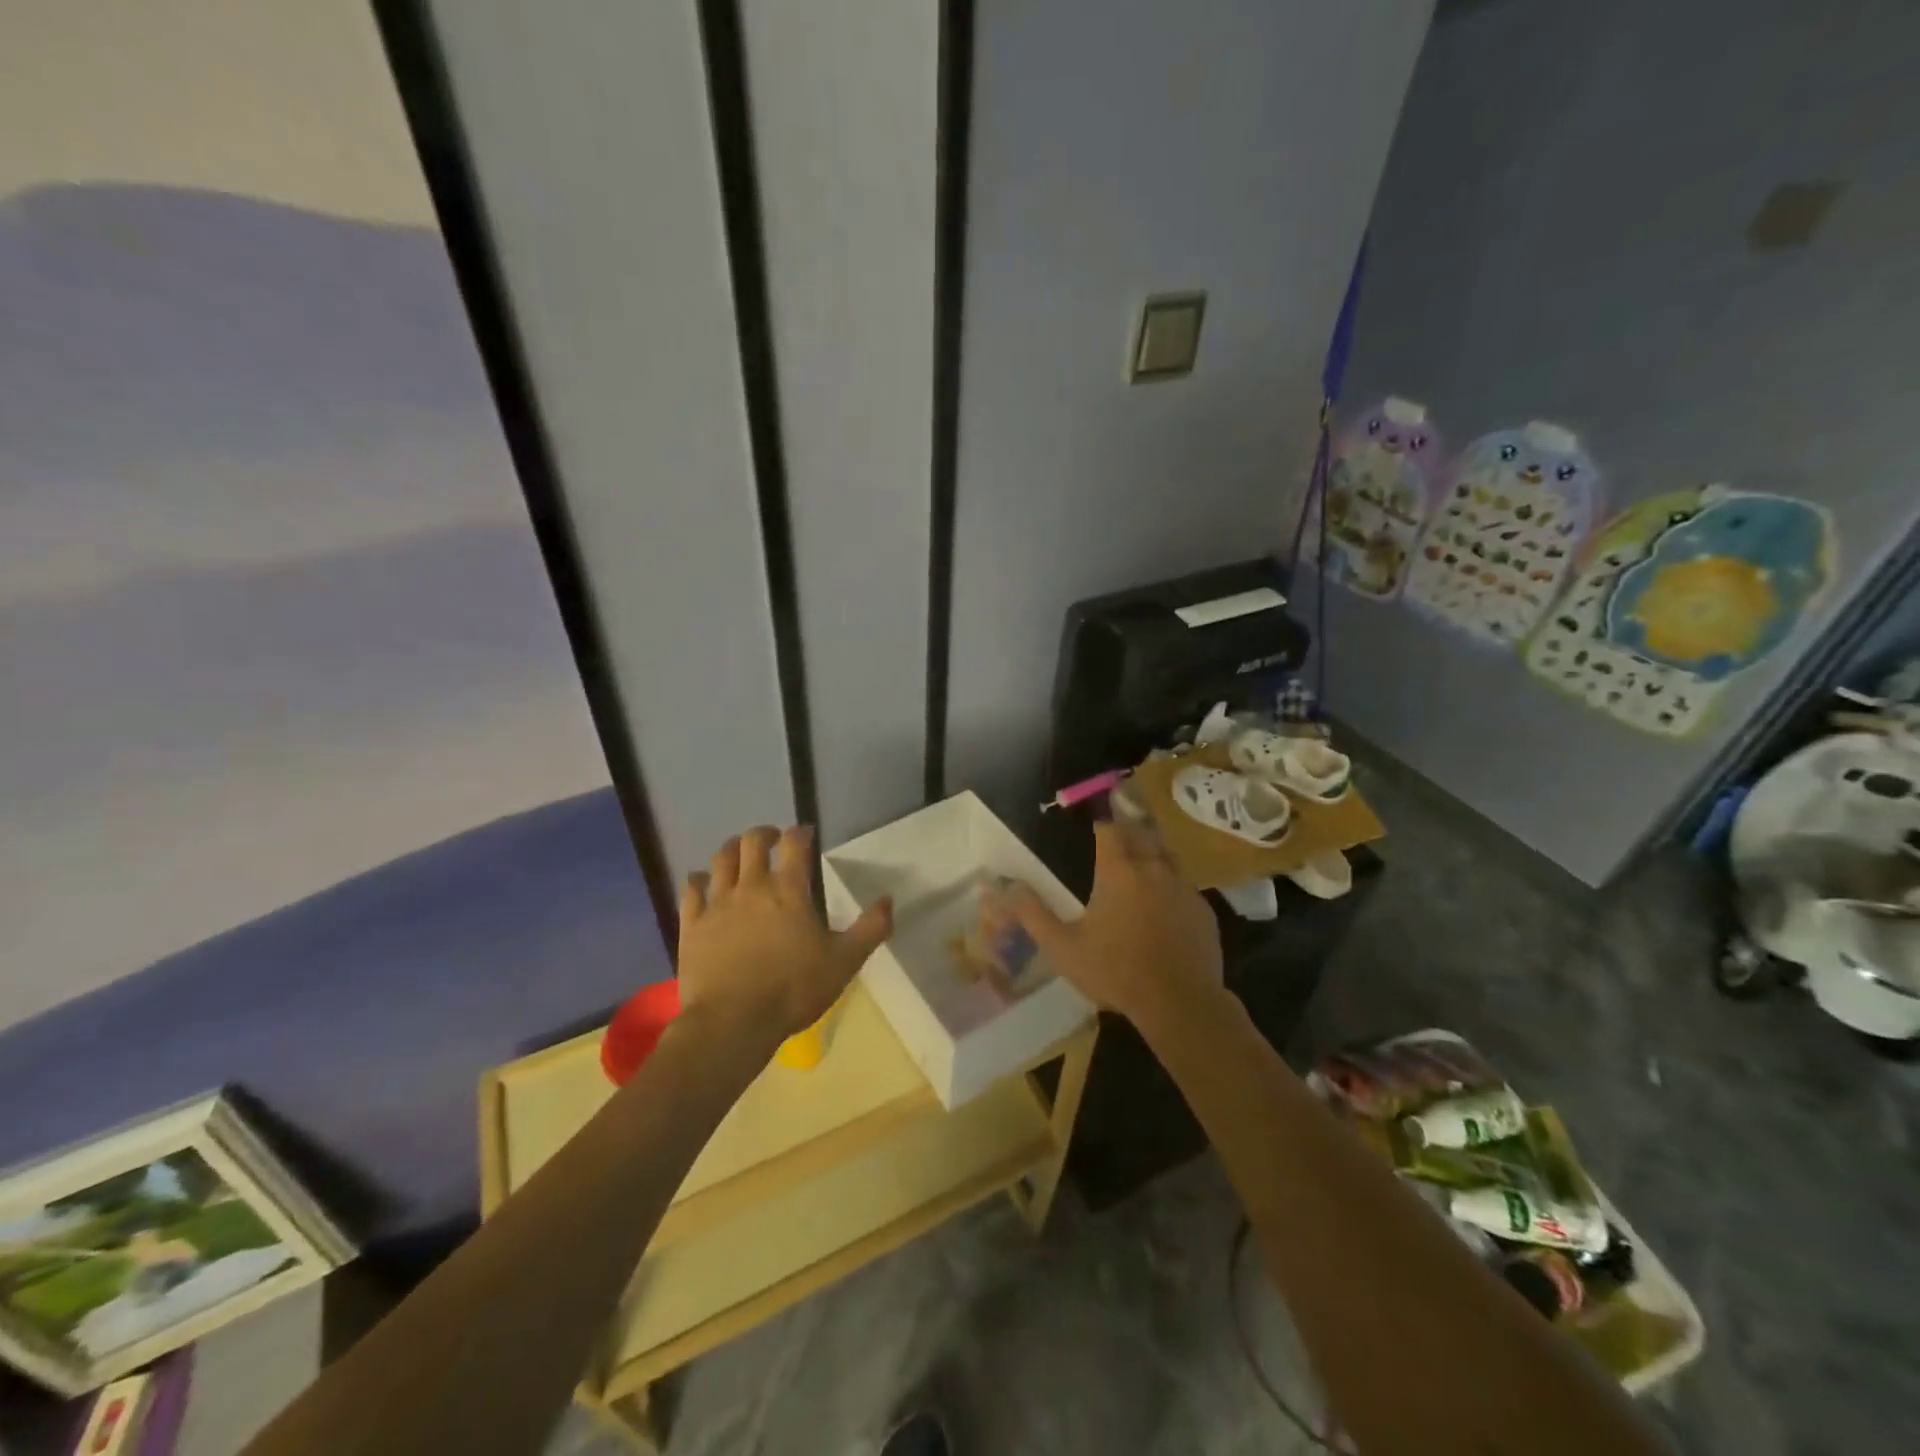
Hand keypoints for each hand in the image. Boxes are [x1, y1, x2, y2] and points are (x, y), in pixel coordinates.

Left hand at [676, 825, 892, 1051]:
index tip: (806, 833)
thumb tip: (888, 899)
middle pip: (752, 842)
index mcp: (788, 891)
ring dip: (732, 849)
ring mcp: (718, 904)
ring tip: (739, 853)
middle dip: (764, 834)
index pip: (794, 844)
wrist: (733, 1022)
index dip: (801, 832)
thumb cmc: (793, 990)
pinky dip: (699, 880)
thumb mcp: (844, 962)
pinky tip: (703, 882)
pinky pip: (691, 889)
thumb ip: (870, 929)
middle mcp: (751, 887)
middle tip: (773, 840)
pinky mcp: (692, 924)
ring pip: (721, 859)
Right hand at [998, 818, 1221, 1026]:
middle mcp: (1153, 869)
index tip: (1096, 821)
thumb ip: (1032, 914)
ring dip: (1152, 851)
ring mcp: (1183, 888)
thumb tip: (1003, 888)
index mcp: (1118, 871)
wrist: (1180, 1003)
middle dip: (1129, 828)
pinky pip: (1184, 885)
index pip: (1110, 829)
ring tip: (1140, 858)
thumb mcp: (1063, 948)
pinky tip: (1163, 902)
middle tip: (1118, 830)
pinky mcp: (1203, 910)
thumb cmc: (1115, 971)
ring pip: (1167, 855)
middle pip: (1142, 834)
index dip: (1102, 822)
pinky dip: (1171, 883)